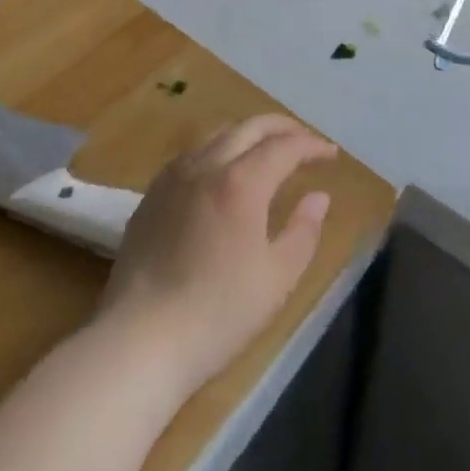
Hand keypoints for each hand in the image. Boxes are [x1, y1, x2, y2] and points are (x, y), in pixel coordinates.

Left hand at [97, 115, 335, 395]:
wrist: (138, 343)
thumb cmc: (217, 314)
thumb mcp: (277, 278)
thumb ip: (303, 231)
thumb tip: (318, 197)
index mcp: (241, 182)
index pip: (284, 147)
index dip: (311, 146)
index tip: (331, 154)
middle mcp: (206, 166)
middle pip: (250, 127)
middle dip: (282, 128)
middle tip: (304, 141)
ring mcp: (173, 178)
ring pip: (217, 135)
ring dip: (248, 135)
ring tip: (266, 153)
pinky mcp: (150, 196)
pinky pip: (191, 156)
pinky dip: (218, 151)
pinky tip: (221, 174)